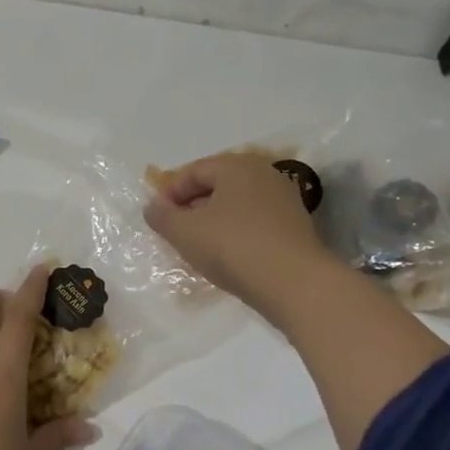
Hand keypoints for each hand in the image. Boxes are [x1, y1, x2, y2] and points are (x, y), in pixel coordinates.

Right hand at [144, 153, 338, 325]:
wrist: (294, 283)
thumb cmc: (233, 247)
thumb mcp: (185, 232)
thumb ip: (162, 216)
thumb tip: (154, 207)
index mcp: (237, 166)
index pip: (195, 171)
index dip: (170, 192)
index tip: (157, 217)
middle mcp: (264, 175)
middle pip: (219, 185)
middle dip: (193, 206)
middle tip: (176, 230)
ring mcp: (285, 200)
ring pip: (238, 205)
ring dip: (215, 221)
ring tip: (200, 246)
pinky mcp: (296, 227)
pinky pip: (256, 223)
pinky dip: (237, 234)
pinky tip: (229, 256)